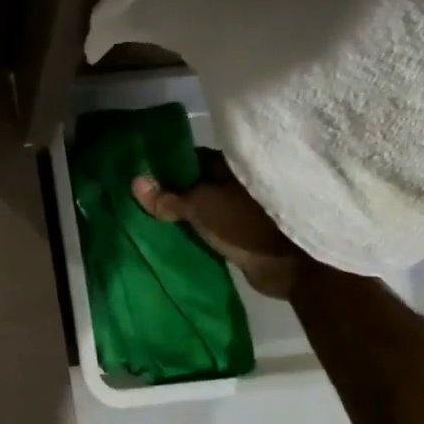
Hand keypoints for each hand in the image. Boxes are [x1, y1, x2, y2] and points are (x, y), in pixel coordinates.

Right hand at [132, 150, 301, 298]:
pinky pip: (213, 226)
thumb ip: (167, 197)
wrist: (289, 265)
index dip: (167, 166)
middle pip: (197, 183)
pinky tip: (178, 235)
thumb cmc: (244, 223)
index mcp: (230, 164)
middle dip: (173, 192)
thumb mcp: (198, 206)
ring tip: (154, 219)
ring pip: (205, 206)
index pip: (191, 158)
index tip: (143, 175)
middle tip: (142, 201)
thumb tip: (135, 181)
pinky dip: (198, 229)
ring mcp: (243, 208)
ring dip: (186, 213)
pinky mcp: (245, 233)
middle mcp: (238, 181)